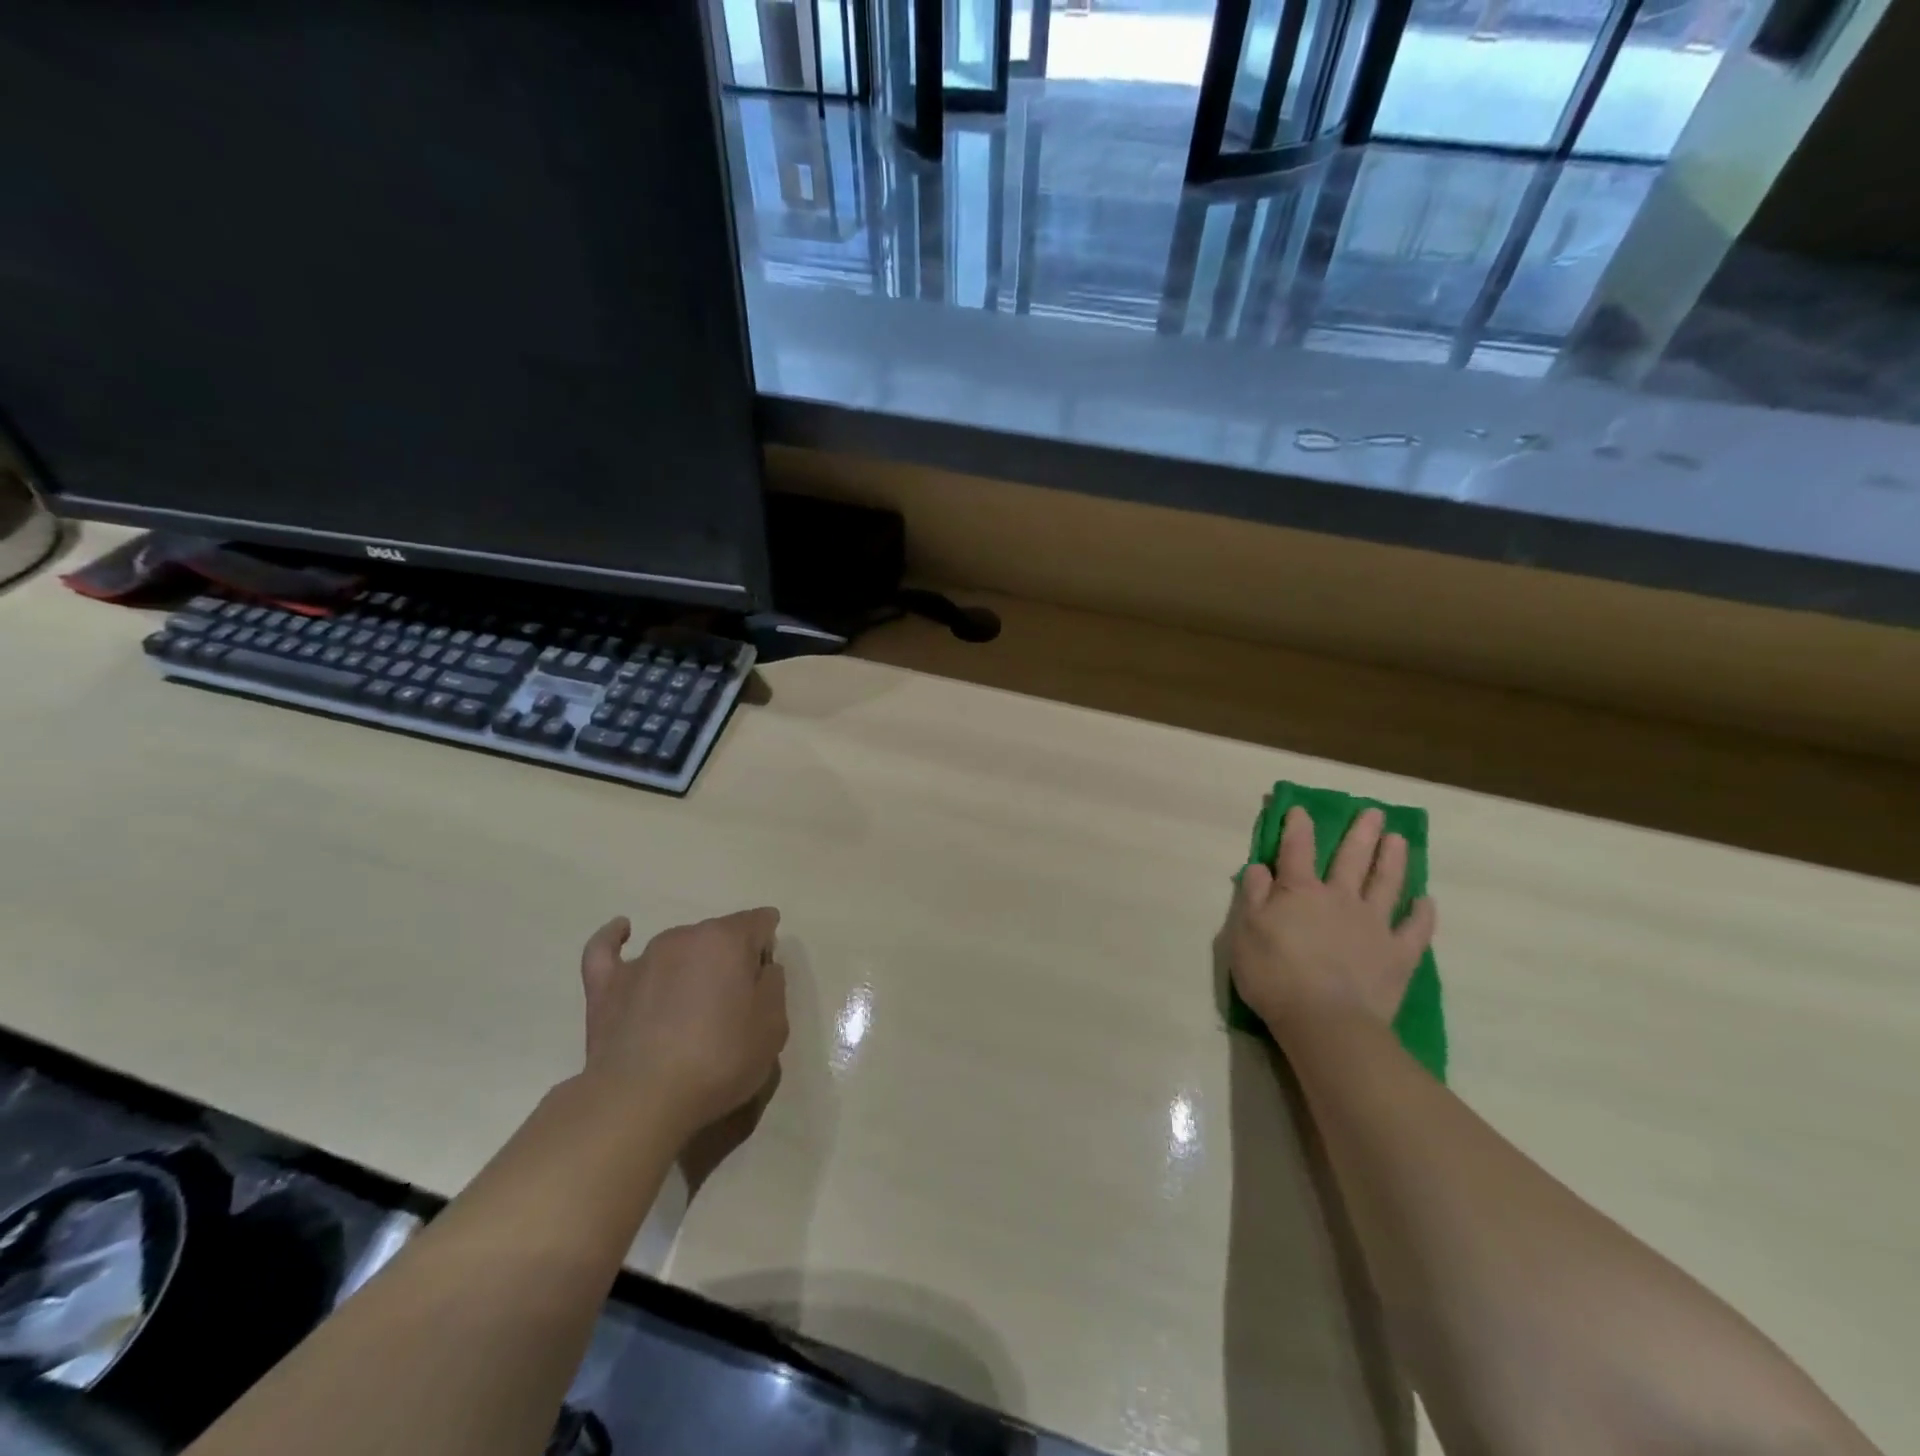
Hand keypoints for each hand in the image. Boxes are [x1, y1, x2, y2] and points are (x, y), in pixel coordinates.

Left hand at [577, 908, 788, 1143]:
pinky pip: (607, 949)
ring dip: (689, 964)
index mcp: (727, 940)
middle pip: (718, 935)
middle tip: (734, 1002)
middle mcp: (685, 937)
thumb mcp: (773, 1026)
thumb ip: (774, 985)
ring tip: (691, 1005)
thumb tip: (761, 968)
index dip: (768, 944)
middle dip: (729, 958)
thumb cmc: (719, 1060)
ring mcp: (642, 959)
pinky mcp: (606, 986)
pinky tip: (621, 931)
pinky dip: (615, 938)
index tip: (767, 977)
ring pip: (676, 947)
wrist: (642, 1101)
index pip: (759, 922)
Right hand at [1229, 806, 1435, 1039]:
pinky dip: (1422, 913)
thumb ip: (1252, 896)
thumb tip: (1259, 867)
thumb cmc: (1274, 975)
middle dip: (1360, 833)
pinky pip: (1415, 929)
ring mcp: (1373, 925)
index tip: (1301, 809)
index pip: (1296, 850)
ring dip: (1393, 859)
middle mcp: (1340, 898)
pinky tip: (1426, 901)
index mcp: (1299, 891)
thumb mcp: (1244, 933)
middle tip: (1372, 812)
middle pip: (1351, 858)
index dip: (1297, 827)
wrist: (1325, 1021)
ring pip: (1386, 883)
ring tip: (1399, 839)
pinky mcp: (1398, 955)